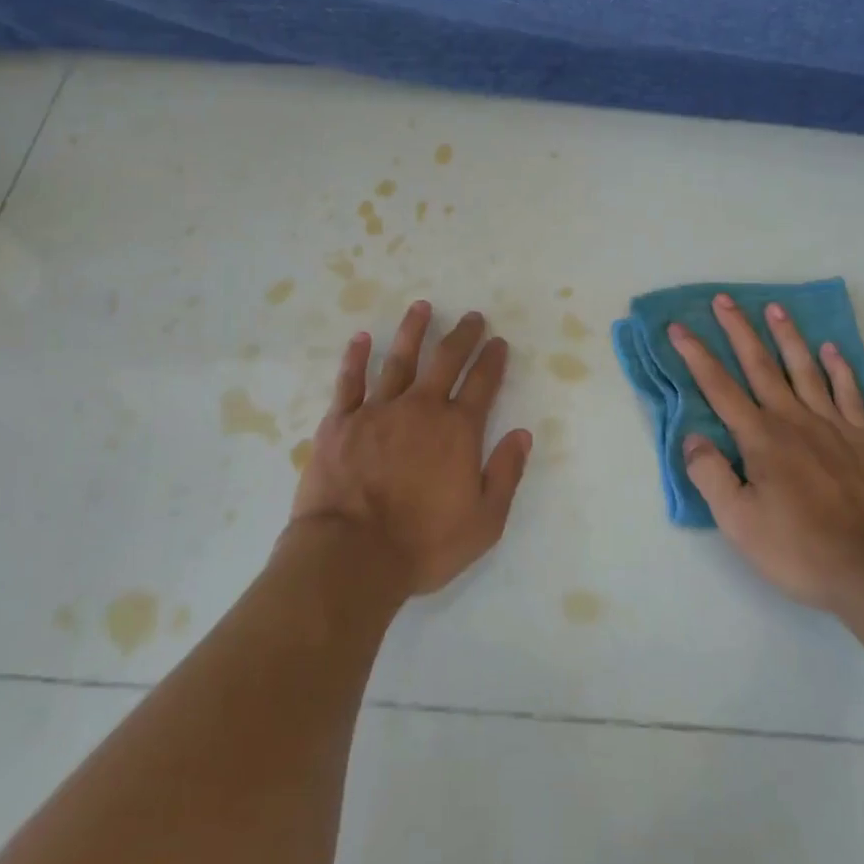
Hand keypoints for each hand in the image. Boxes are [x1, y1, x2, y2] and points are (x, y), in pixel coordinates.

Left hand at [289, 301, 530, 596]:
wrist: (351, 555)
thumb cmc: (422, 544)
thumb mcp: (483, 522)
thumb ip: (506, 474)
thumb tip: (522, 434)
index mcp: (457, 431)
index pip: (482, 385)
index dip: (492, 361)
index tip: (498, 342)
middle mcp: (420, 409)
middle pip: (445, 361)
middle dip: (462, 336)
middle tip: (472, 317)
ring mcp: (378, 411)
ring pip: (399, 360)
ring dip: (412, 332)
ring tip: (421, 307)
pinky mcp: (341, 422)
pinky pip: (350, 381)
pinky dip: (356, 358)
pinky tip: (361, 338)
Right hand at [670, 293, 863, 612]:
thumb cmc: (799, 549)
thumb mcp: (739, 522)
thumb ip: (711, 475)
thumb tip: (692, 438)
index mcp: (760, 438)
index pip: (719, 387)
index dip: (696, 355)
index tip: (679, 327)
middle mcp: (793, 420)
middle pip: (761, 365)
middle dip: (739, 331)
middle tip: (724, 299)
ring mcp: (833, 426)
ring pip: (805, 369)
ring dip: (787, 337)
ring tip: (775, 308)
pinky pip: (850, 393)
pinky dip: (840, 369)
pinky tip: (832, 350)